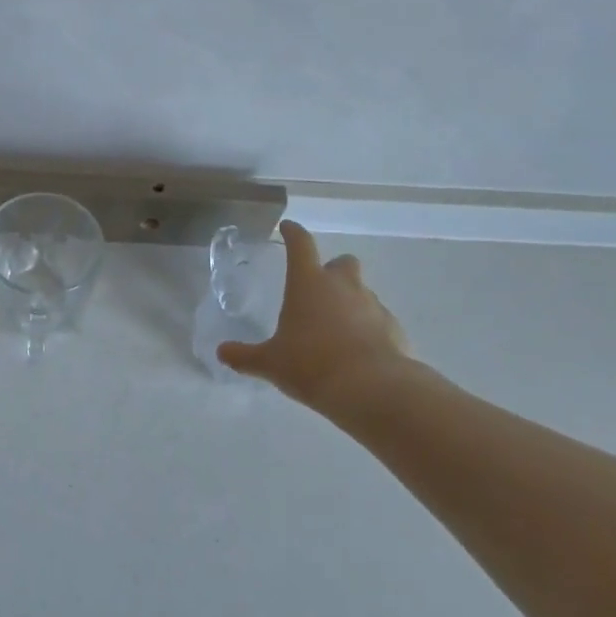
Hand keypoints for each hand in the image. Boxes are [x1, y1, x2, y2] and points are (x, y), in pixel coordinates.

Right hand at [219, 221, 418, 416]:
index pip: (300, 245)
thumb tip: (222, 352)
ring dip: (349, 301)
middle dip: (332, 270)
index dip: (293, 233)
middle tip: (318, 289)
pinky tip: (355, 350)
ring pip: (362, 291)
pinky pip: (377, 320)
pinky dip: (367, 328)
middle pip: (342, 263)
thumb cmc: (311, 365)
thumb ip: (245, 356)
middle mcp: (343, 286)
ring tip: (333, 328)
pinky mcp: (393, 329)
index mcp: (309, 284)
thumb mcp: (270, 363)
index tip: (287, 228)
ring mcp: (373, 305)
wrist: (372, 389)